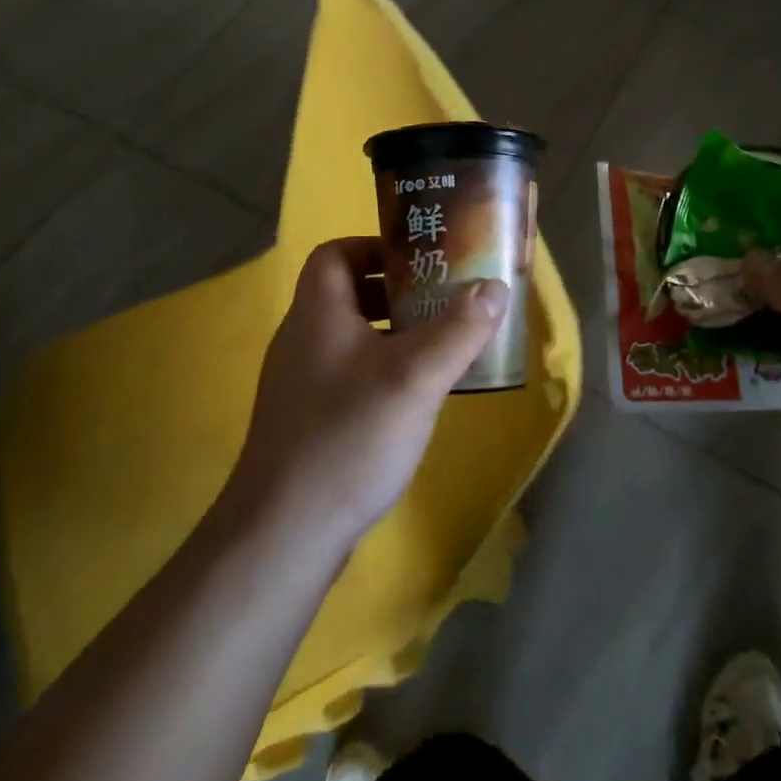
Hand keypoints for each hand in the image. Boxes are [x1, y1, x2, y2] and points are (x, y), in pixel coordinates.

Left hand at [225, 237, 506, 546]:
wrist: (284, 534)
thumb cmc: (349, 436)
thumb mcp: (416, 376)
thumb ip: (460, 328)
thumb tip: (496, 287)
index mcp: (316, 313)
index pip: (334, 253)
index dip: (374, 247)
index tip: (419, 262)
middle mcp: (301, 340)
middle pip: (346, 293)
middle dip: (395, 292)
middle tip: (441, 302)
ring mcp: (299, 384)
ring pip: (349, 338)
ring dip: (392, 334)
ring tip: (438, 347)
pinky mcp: (305, 422)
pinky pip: (347, 376)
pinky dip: (380, 372)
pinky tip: (412, 400)